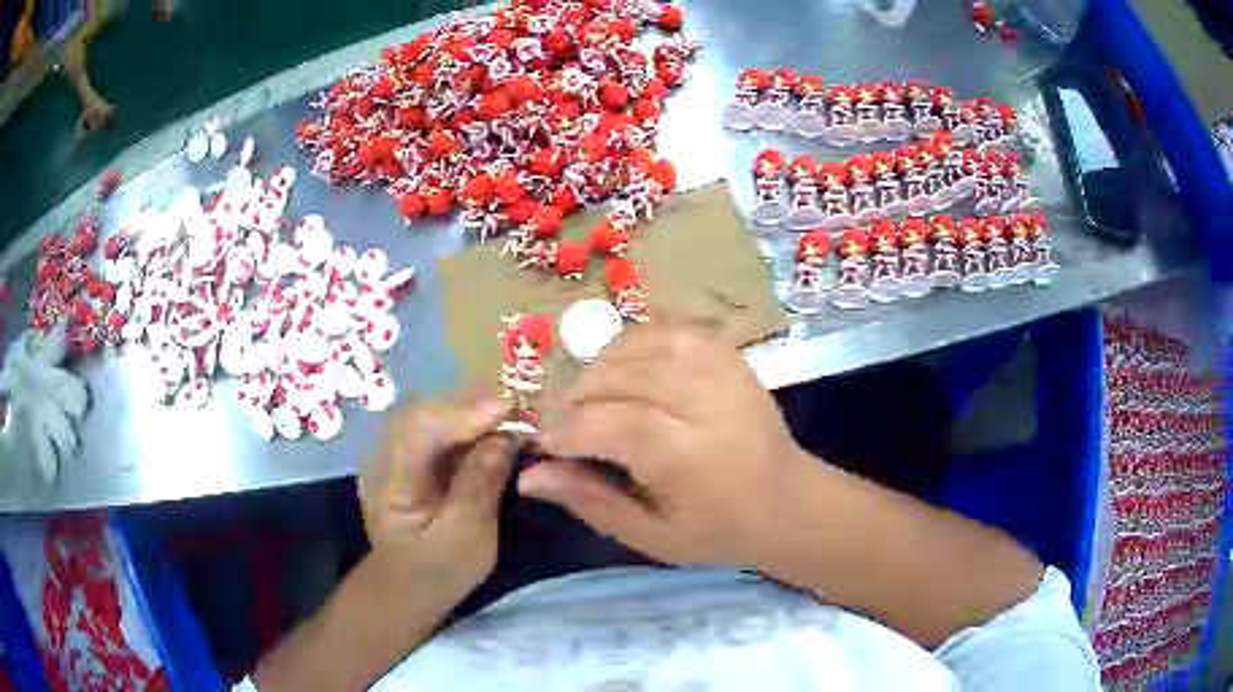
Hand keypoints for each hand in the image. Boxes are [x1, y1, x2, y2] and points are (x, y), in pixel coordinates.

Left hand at [359, 399, 513, 604]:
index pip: (420, 429)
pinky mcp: (407, 457)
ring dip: (472, 412)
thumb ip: (480, 487)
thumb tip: (503, 440)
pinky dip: (466, 425)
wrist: (407, 588)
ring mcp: (392, 453)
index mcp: (390, 479)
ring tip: (513, 414)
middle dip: (472, 406)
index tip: (509, 408)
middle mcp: (384, 455)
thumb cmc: (437, 572)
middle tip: (520, 407)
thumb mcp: (466, 539)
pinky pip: (436, 428)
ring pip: (432, 414)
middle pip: (426, 411)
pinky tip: (492, 428)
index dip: (464, 414)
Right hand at [520, 317, 815, 568]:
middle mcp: (703, 398)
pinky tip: (625, 369)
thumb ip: (590, 501)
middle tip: (566, 430)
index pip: (606, 422)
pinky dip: (632, 342)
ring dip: (599, 371)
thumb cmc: (719, 530)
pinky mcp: (725, 351)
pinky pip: (664, 327)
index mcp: (686, 454)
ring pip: (634, 345)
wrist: (789, 500)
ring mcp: (718, 365)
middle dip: (574, 401)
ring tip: (593, 403)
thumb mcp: (651, 537)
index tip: (544, 446)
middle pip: (614, 377)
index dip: (563, 430)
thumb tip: (529, 474)